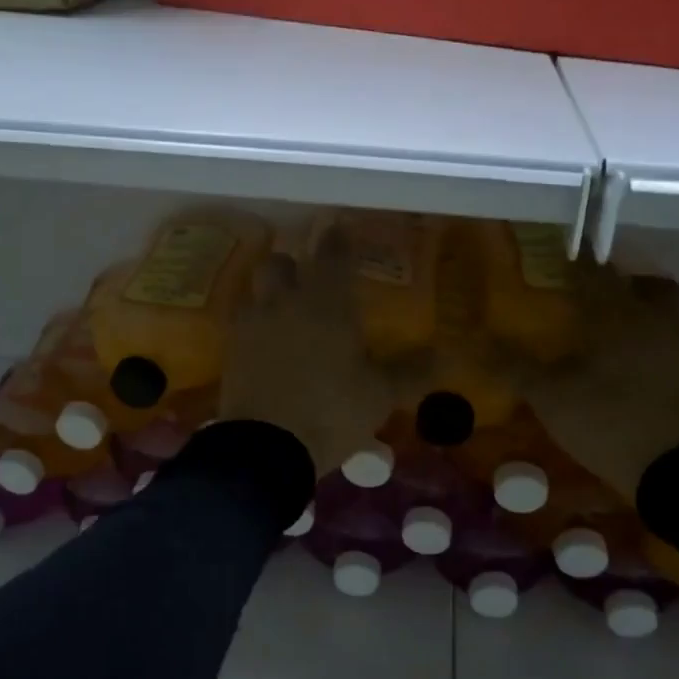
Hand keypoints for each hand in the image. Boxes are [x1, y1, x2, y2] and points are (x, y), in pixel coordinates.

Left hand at [219, 227, 428, 474]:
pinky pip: (242, 324)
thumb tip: (447, 356)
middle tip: (310, 283)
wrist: (265, 448)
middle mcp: (285, 302)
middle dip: (293, 265)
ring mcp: (252, 324)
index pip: (334, 253)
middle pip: (280, 262)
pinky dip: (256, 327)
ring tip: (286, 315)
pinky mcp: (231, 350)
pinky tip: (267, 347)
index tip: (342, 230)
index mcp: (326, 302)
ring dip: (270, 294)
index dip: (339, 239)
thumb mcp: (380, 395)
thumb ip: (411, 372)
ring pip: (256, 290)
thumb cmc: (331, 411)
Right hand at [523, 260, 678, 497]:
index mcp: (617, 315)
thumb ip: (514, 367)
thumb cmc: (610, 418)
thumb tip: (470, 342)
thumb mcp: (550, 396)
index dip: (575, 262)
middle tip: (596, 296)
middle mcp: (654, 322)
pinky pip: (671, 347)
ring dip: (642, 314)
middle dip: (623, 284)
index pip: (594, 273)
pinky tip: (630, 370)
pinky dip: (651, 348)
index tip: (560, 255)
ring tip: (611, 334)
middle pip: (648, 287)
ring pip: (665, 315)